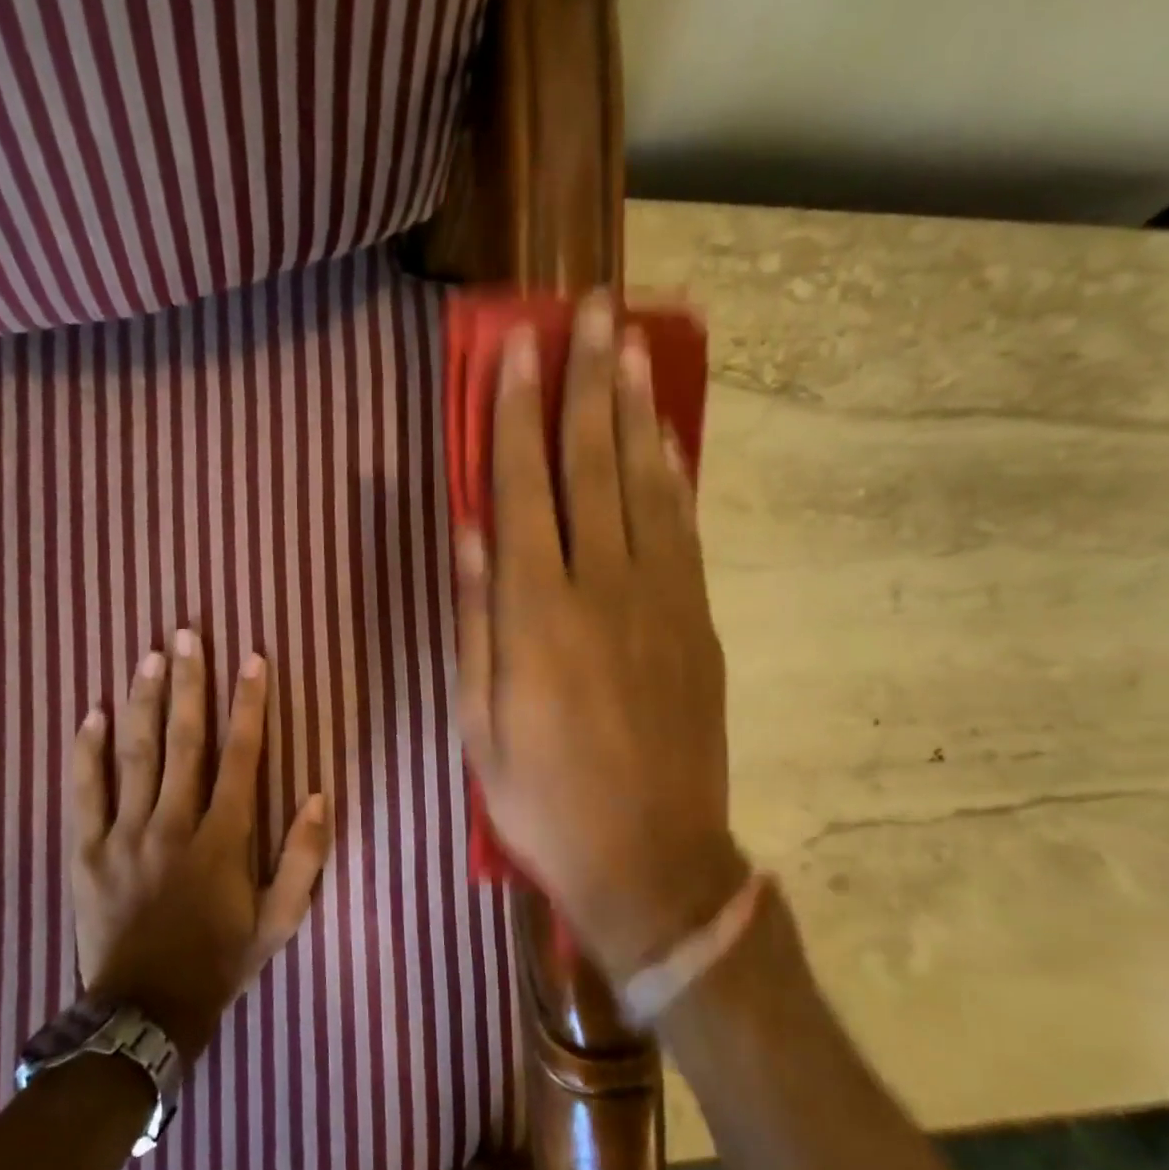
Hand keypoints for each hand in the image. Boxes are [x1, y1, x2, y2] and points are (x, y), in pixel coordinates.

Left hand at [68, 631, 330, 1063]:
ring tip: (148, 655)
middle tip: (186, 633)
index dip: (248, 704)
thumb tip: (321, 795)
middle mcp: (172, 825)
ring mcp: (123, 836)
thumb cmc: (220, 961)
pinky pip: (84, 793)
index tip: (252, 658)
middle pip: (183, 741)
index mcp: (222, 839)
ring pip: (134, 756)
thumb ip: (305, 859)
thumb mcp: (280, 920)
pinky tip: (93, 714)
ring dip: (143, 702)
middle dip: (188, 683)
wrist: (144, 1014)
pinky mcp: (85, 852)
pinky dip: (86, 752)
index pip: (241, 757)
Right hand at [457, 292, 748, 981]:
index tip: (518, 347)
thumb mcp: (479, 725)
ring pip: (645, 485)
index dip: (516, 414)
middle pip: (591, 466)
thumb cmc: (543, 801)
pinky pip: (684, 531)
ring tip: (628, 347)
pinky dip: (673, 474)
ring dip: (635, 412)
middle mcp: (601, 590)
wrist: (650, 860)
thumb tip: (470, 533)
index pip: (522, 489)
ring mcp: (661, 602)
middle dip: (585, 383)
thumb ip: (476, 622)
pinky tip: (665, 437)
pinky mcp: (698, 623)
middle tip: (589, 310)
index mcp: (536, 617)